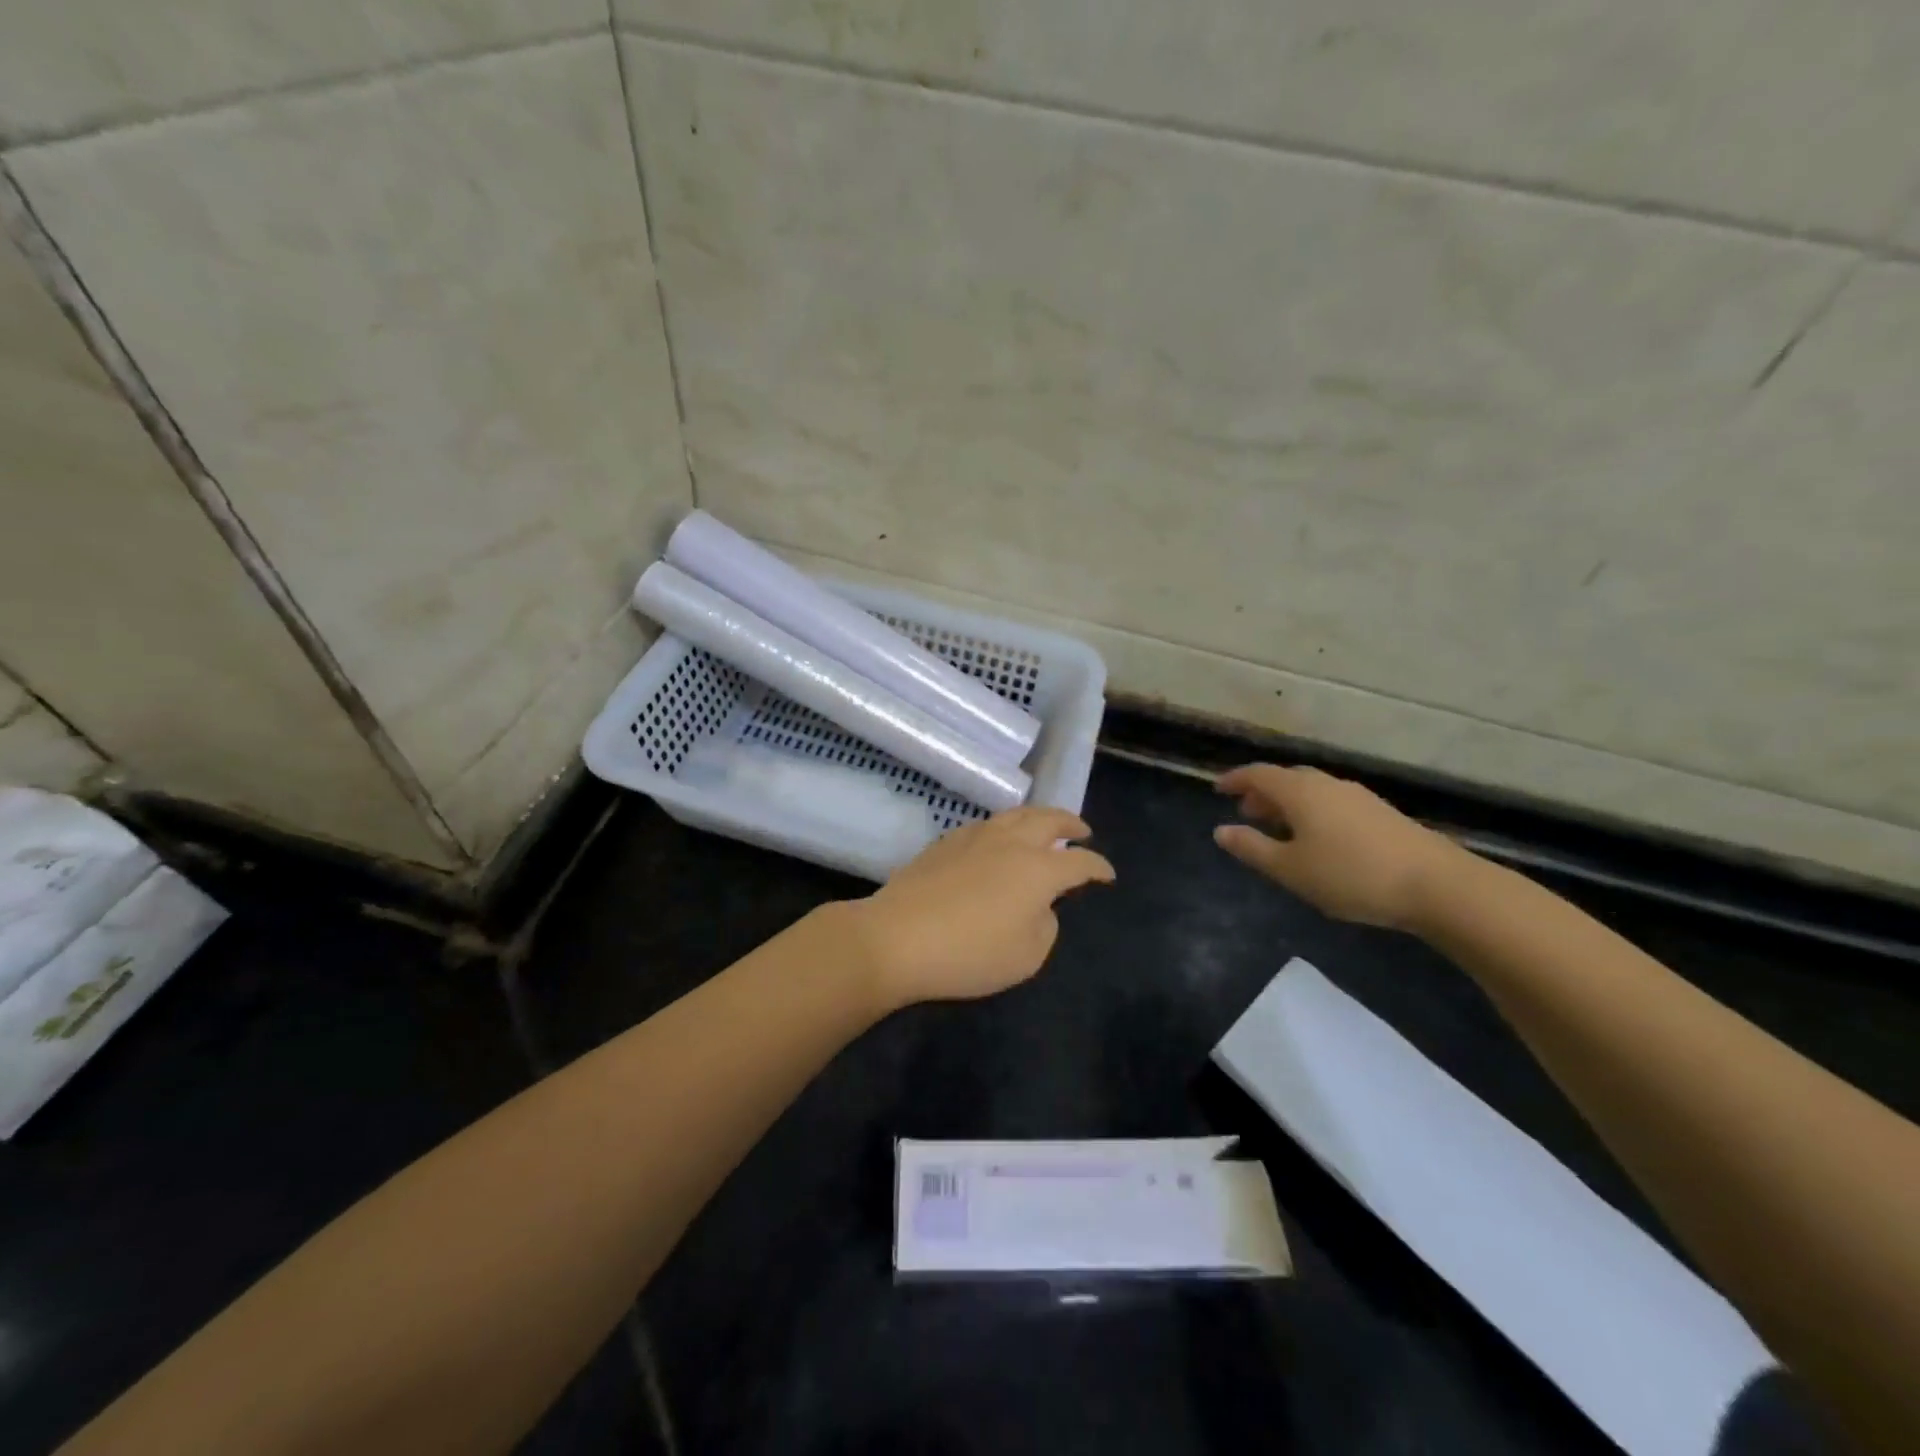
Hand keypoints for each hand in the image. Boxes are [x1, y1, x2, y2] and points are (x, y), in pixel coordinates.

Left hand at [849, 806, 1114, 1008]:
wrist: (898, 938)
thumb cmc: (970, 953)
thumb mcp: (1026, 956)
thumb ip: (1045, 925)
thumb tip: (1040, 905)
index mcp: (1038, 869)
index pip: (1080, 863)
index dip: (1098, 867)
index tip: (1107, 874)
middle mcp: (1011, 842)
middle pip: (1048, 821)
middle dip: (1070, 824)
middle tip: (1082, 831)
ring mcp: (975, 837)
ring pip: (1015, 815)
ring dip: (1038, 818)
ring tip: (1044, 826)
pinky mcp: (946, 842)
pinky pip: (987, 825)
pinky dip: (1005, 827)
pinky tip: (999, 839)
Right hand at [1213, 764, 1465, 929]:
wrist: (1436, 884)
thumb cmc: (1351, 875)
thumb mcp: (1290, 869)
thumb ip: (1252, 848)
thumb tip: (1221, 831)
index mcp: (1300, 792)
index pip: (1258, 775)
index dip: (1235, 780)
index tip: (1218, 789)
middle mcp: (1327, 785)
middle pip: (1286, 779)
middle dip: (1262, 792)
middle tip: (1247, 813)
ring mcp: (1357, 797)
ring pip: (1311, 790)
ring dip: (1289, 803)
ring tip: (1279, 828)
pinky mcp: (1380, 813)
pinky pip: (1332, 802)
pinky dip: (1312, 811)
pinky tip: (1318, 839)